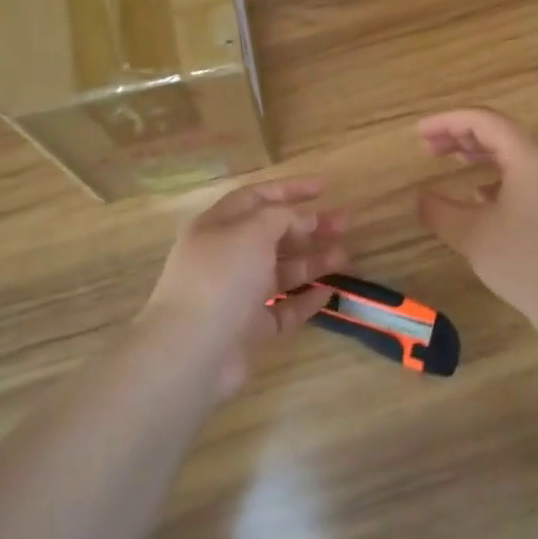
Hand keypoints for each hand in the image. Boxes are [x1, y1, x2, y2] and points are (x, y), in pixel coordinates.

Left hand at [139, 177, 348, 395]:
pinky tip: (328, 293)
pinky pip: (284, 309)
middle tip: (344, 223)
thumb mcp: (252, 231)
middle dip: (309, 227)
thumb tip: (303, 221)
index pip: (257, 198)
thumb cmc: (220, 278)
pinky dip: (305, 300)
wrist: (192, 351)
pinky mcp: (250, 330)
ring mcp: (238, 295)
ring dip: (313, 260)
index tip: (326, 187)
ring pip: (281, 271)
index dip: (291, 189)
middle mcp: (227, 257)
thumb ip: (281, 218)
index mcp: (217, 226)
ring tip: (345, 255)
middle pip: (273, 235)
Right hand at [416, 108, 537, 332]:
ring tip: (448, 161)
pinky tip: (478, 193)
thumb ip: (438, 210)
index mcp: (528, 155)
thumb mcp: (471, 236)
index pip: (482, 120)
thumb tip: (421, 196)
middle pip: (498, 131)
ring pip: (511, 151)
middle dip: (460, 134)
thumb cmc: (526, 263)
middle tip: (427, 146)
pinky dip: (495, 172)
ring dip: (477, 152)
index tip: (418, 132)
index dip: (446, 121)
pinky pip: (523, 172)